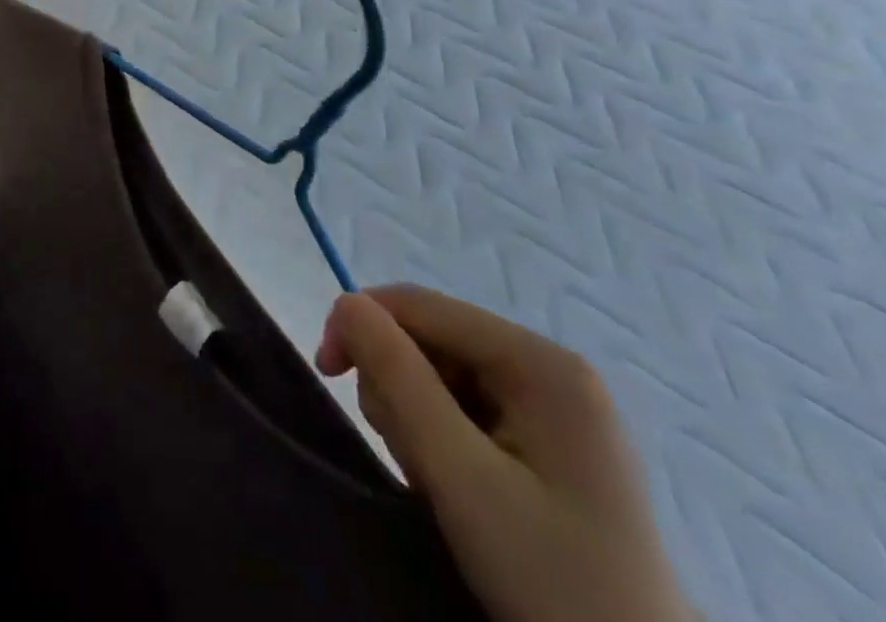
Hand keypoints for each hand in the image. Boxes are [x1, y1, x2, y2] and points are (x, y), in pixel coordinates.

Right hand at [317, 285, 691, 621]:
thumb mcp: (461, 477)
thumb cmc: (554, 582)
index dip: (362, 325)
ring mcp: (558, 409)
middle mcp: (552, 369)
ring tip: (436, 482)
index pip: (419, 305)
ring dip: (417, 417)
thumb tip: (345, 303)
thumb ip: (398, 378)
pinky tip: (458, 487)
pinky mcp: (554, 446)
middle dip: (398, 386)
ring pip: (443, 374)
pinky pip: (469, 408)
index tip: (328, 376)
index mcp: (540, 362)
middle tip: (408, 458)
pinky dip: (444, 439)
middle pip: (431, 339)